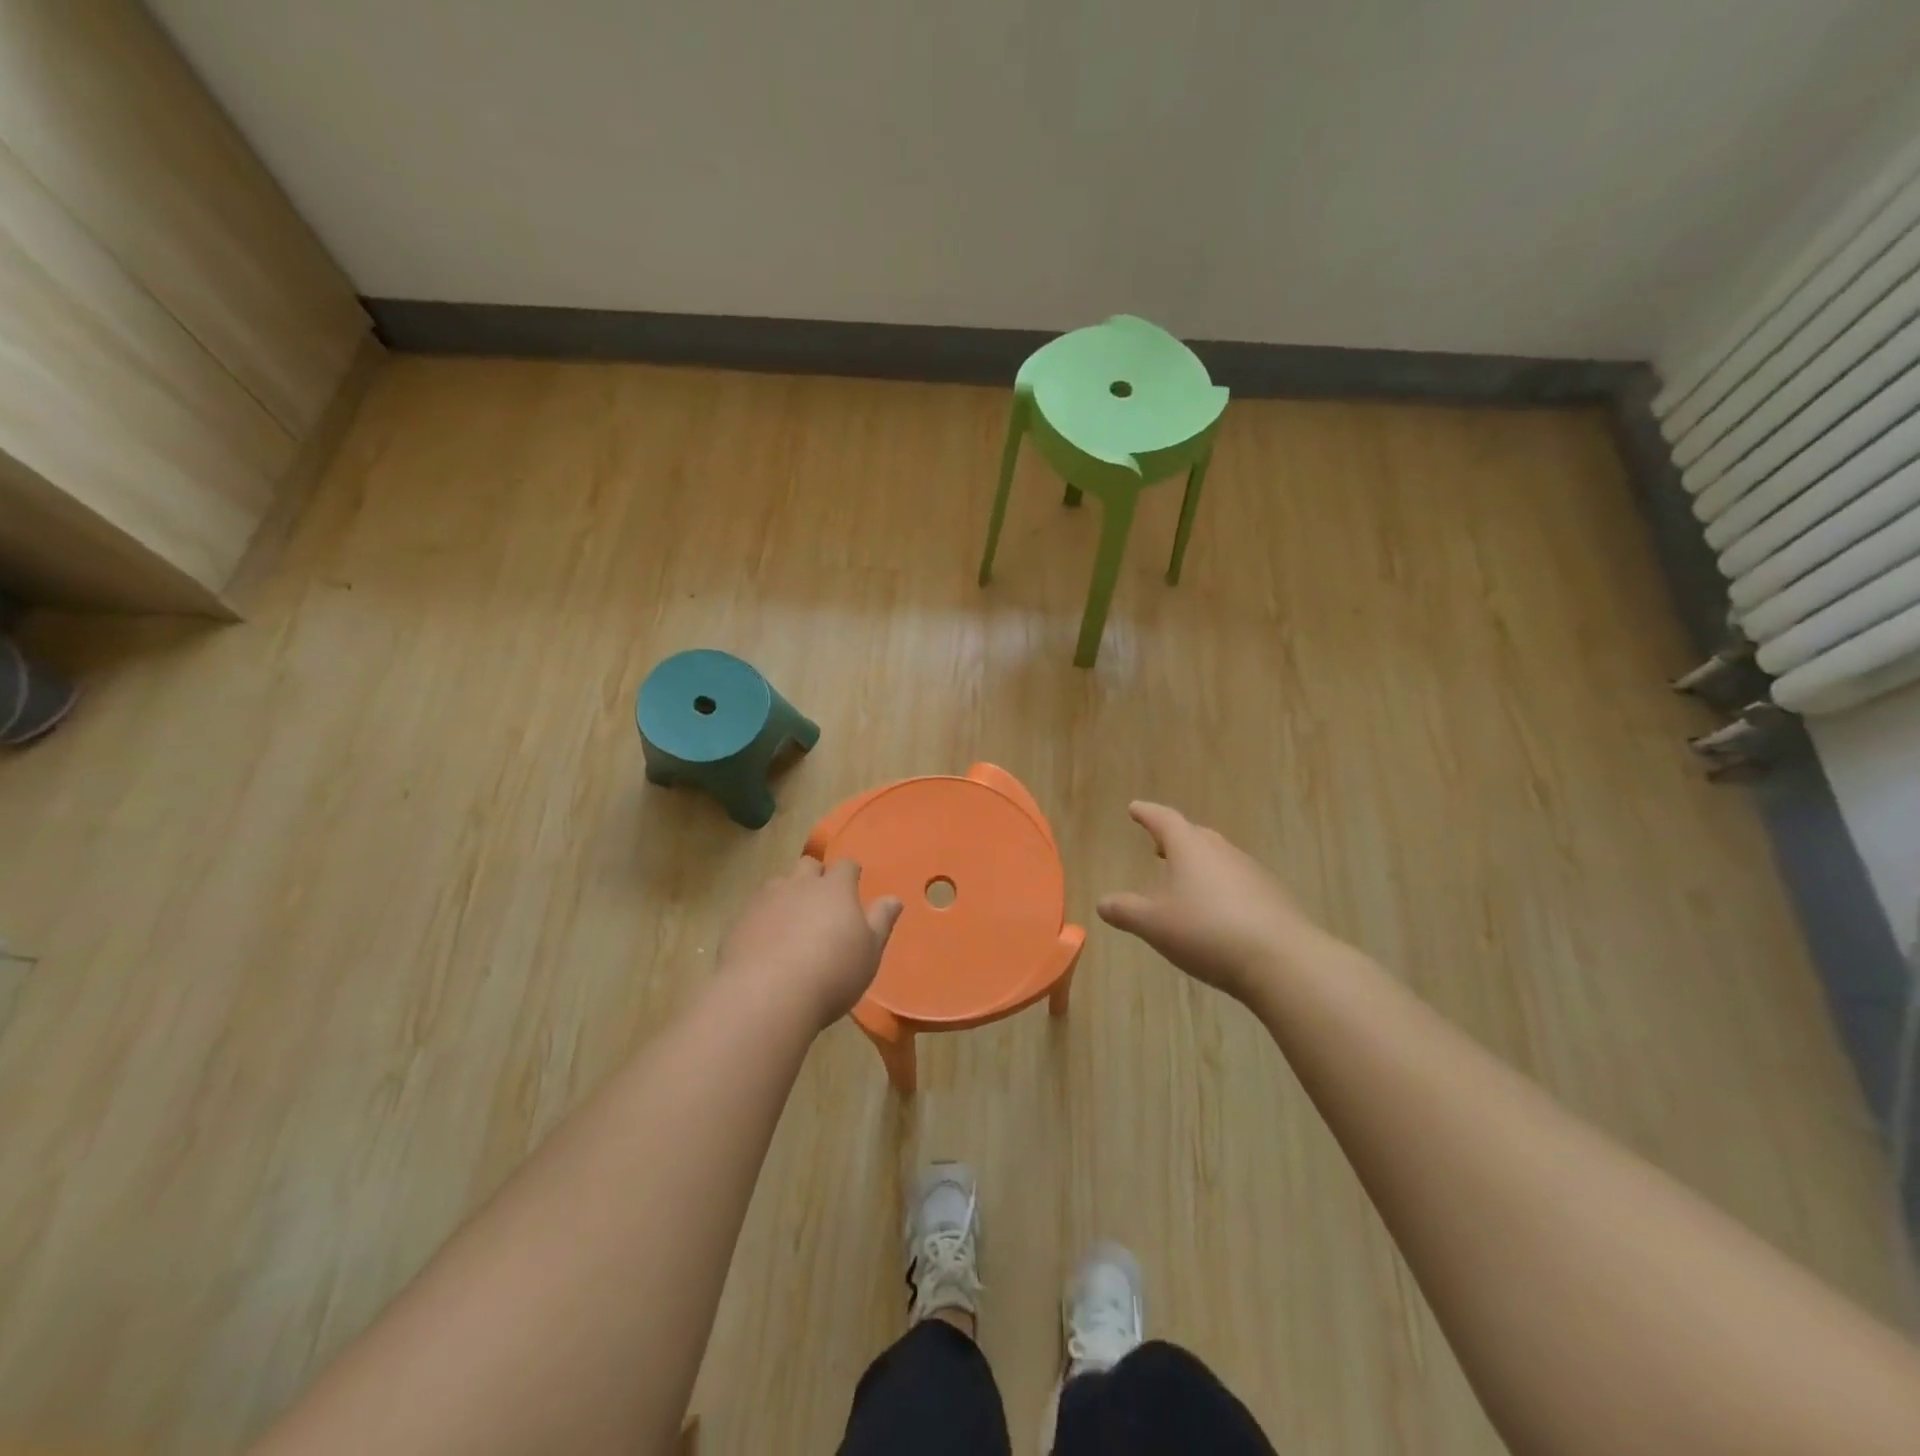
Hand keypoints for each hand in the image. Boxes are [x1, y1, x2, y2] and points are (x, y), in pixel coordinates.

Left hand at [717, 859, 902, 1031]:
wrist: (767, 996)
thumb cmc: (832, 973)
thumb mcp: (869, 952)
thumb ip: (881, 921)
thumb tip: (893, 898)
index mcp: (835, 888)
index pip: (845, 866)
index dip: (850, 873)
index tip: (853, 884)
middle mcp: (800, 885)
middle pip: (808, 865)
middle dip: (815, 876)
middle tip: (821, 901)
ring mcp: (765, 900)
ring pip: (779, 883)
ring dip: (787, 894)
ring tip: (791, 920)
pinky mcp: (739, 921)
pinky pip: (755, 909)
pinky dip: (764, 917)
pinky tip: (766, 942)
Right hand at [1098, 801, 1322, 1001]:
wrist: (1282, 961)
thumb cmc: (1207, 932)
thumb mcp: (1154, 924)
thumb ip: (1125, 911)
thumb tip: (1102, 902)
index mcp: (1190, 848)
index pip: (1164, 820)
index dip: (1147, 814)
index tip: (1135, 808)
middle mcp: (1222, 852)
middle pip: (1195, 836)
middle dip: (1174, 838)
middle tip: (1158, 844)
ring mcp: (1252, 873)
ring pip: (1219, 858)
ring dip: (1199, 863)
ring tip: (1184, 878)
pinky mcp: (1272, 898)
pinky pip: (1238, 882)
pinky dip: (1220, 887)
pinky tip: (1217, 910)